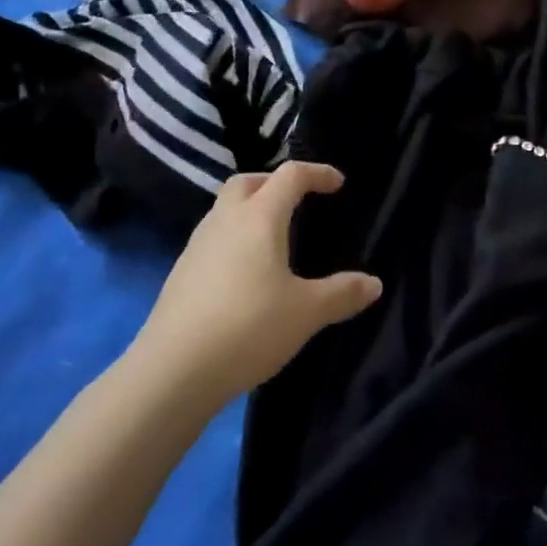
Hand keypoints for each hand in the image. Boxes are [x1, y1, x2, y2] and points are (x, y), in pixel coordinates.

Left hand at [137, 162, 381, 406]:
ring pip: (225, 208)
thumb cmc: (248, 327)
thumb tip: (374, 284)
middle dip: (274, 183)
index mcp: (260, 216)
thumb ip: (341, 294)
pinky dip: (233, 238)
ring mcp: (197, 245)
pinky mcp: (180, 273)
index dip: (317, 173)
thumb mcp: (306, 312)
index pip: (291, 176)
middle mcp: (226, 220)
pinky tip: (243, 272)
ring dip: (249, 209)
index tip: (337, 183)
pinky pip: (212, 238)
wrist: (172, 372)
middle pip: (248, 182)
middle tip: (296, 200)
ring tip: (272, 237)